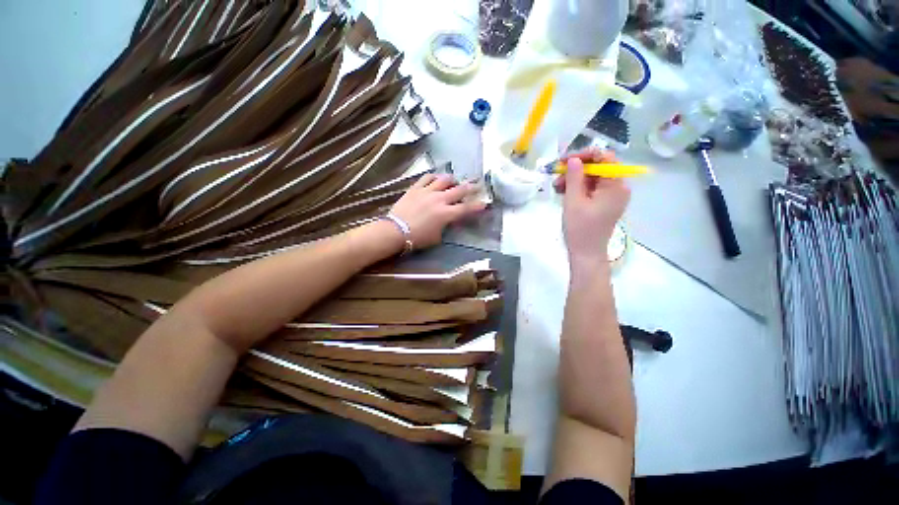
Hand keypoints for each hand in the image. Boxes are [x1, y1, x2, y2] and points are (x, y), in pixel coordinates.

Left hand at [389, 174, 485, 248]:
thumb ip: (446, 226)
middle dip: (470, 187)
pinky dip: (434, 177)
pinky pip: (427, 177)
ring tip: (454, 181)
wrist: (395, 231)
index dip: (477, 206)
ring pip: (444, 179)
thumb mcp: (437, 236)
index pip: (466, 208)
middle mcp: (439, 199)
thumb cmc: (417, 238)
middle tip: (476, 185)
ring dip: (452, 180)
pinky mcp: (416, 188)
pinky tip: (436, 178)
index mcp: (446, 214)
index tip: (484, 204)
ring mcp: (427, 191)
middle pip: (459, 190)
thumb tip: (449, 220)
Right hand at [554, 149, 630, 268]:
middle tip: (556, 174)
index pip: (604, 158)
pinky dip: (578, 187)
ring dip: (574, 178)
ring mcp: (612, 196)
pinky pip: (591, 188)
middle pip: (598, 167)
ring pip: (592, 178)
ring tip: (556, 186)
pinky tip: (563, 192)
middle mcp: (618, 187)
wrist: (586, 253)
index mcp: (616, 185)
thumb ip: (574, 177)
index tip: (564, 160)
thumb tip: (573, 159)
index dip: (584, 155)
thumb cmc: (580, 228)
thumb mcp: (574, 201)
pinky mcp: (604, 203)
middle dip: (576, 168)